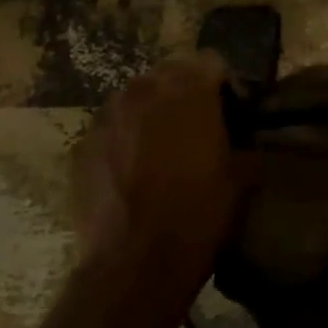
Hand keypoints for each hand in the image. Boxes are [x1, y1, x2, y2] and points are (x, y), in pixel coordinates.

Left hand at [71, 53, 251, 299]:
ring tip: (164, 148)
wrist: (135, 265)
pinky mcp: (82, 145)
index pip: (212, 62)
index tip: (234, 113)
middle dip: (186, 94)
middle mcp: (143, 91)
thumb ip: (245, 142)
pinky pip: (112, 128)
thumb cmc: (198, 216)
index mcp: (187, 91)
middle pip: (170, 74)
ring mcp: (106, 116)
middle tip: (200, 128)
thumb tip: (246, 137)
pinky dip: (126, 139)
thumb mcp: (242, 177)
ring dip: (154, 114)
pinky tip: (134, 171)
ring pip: (137, 98)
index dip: (225, 85)